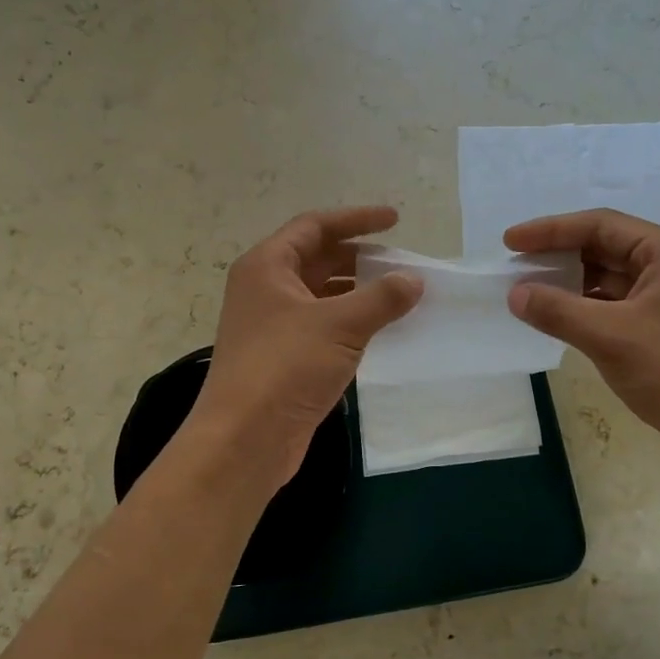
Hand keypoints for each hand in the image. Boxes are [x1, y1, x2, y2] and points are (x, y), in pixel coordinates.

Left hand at [190, 207, 422, 485]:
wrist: (245, 439)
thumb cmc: (285, 367)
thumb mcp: (339, 325)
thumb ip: (381, 298)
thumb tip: (413, 280)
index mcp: (267, 266)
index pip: (315, 226)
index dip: (356, 219)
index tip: (396, 221)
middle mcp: (265, 289)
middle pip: (317, 259)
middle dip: (359, 258)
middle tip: (401, 263)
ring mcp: (272, 325)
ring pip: (321, 295)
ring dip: (357, 292)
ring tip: (399, 296)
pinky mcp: (282, 358)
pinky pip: (322, 326)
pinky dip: (350, 322)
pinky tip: (380, 331)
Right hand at [504, 209, 659, 461]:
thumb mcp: (612, 337)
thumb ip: (558, 311)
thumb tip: (516, 294)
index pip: (599, 225)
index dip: (550, 230)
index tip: (510, 241)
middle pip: (605, 247)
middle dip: (559, 256)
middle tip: (516, 266)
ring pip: (610, 279)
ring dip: (571, 284)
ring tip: (530, 293)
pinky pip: (618, 305)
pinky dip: (587, 308)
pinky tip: (560, 319)